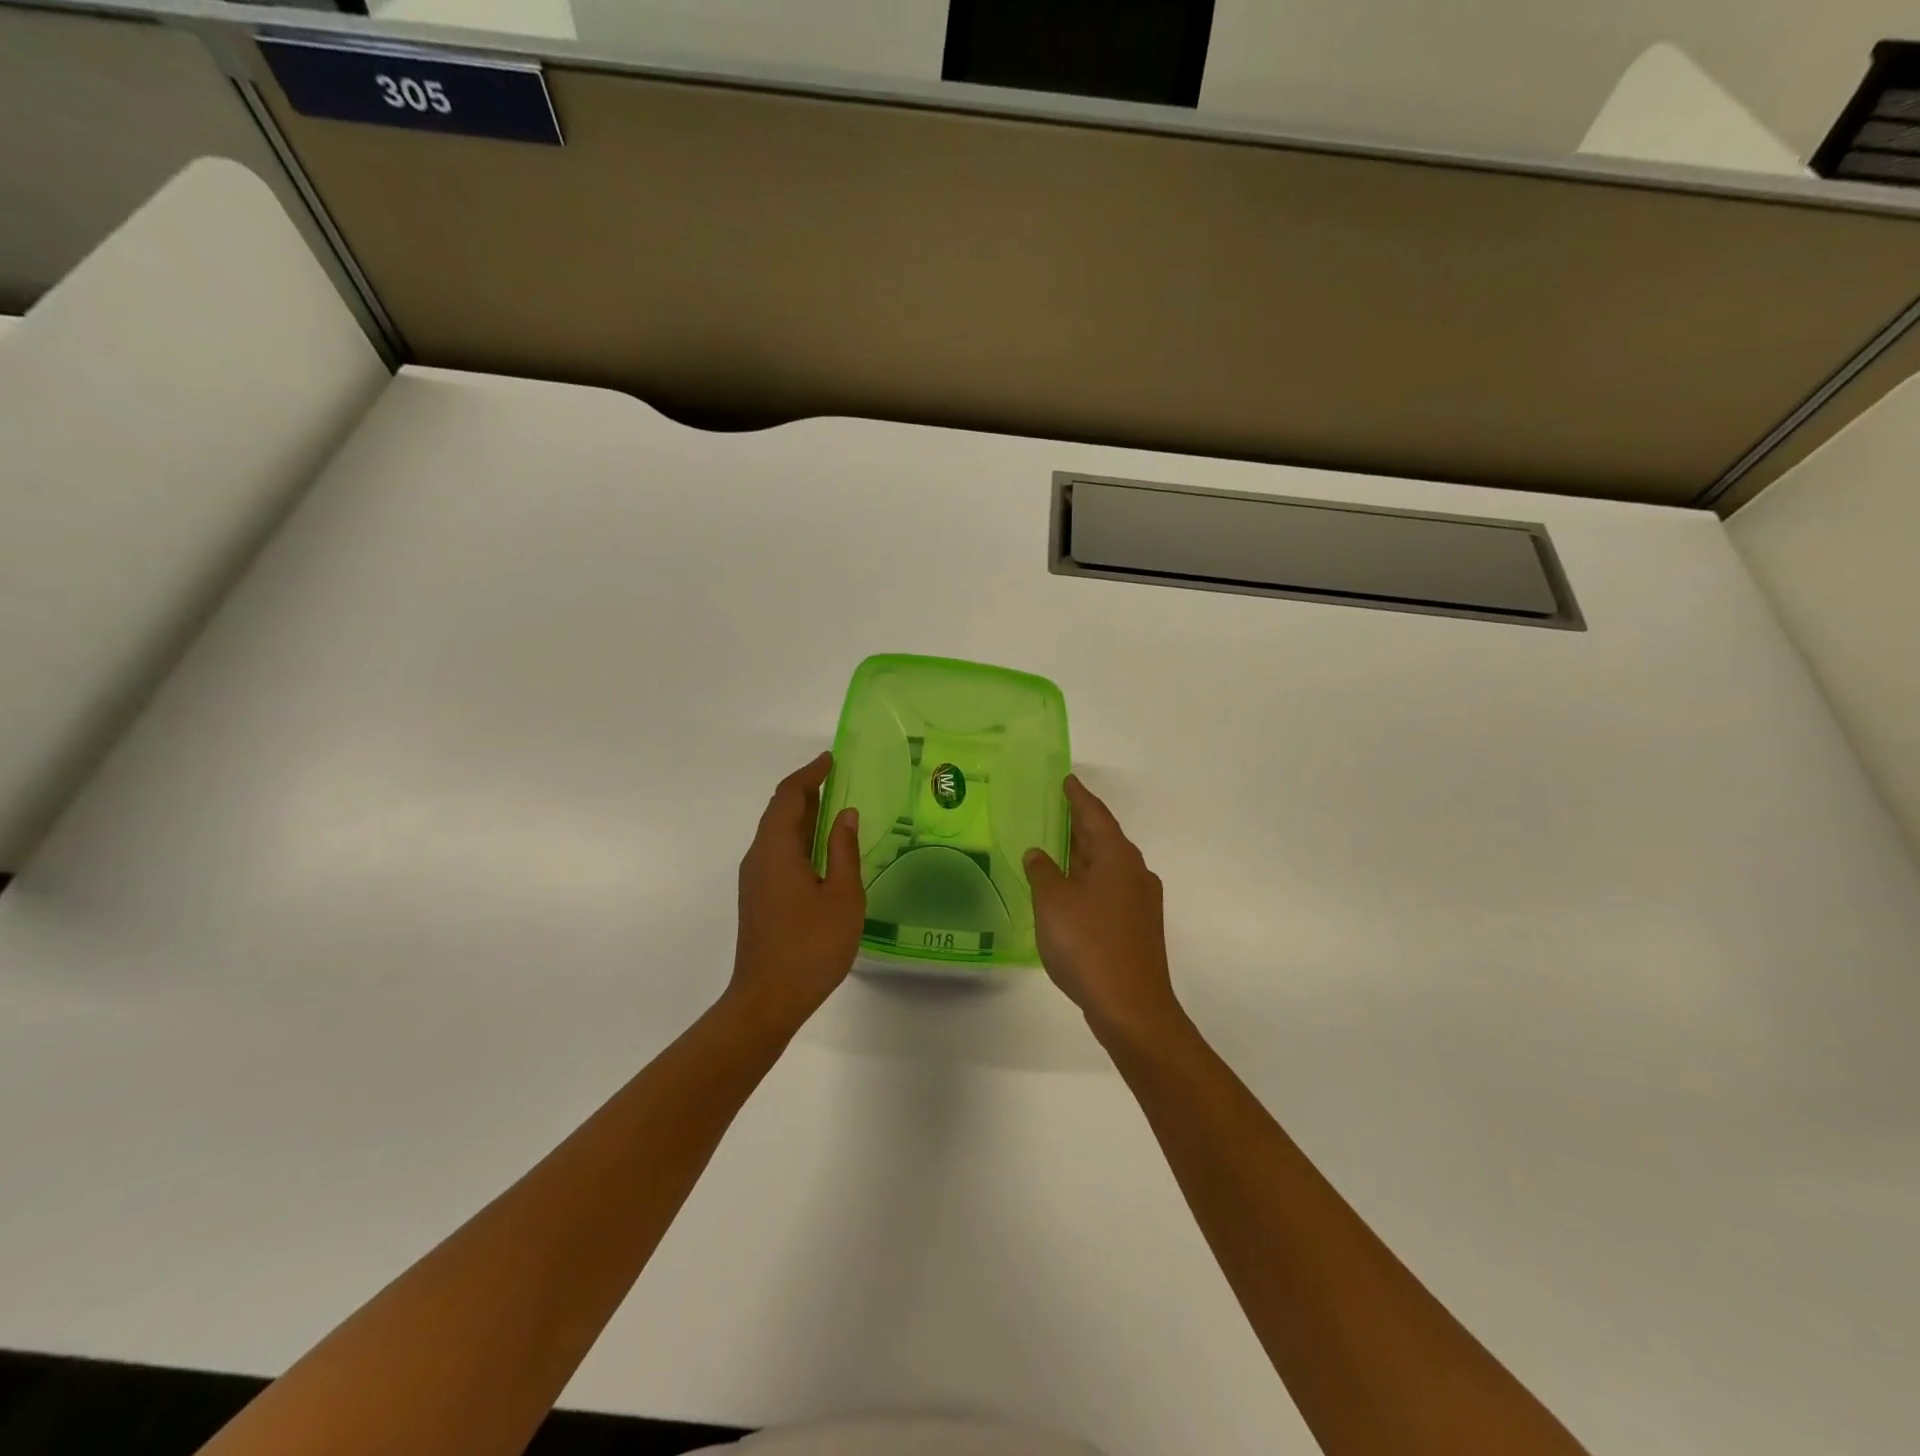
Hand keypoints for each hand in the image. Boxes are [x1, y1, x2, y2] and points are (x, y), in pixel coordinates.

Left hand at [728, 752, 863, 1029]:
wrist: (767, 999)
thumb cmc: (811, 945)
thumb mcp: (842, 895)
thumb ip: (843, 851)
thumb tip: (845, 815)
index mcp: (776, 849)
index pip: (789, 796)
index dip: (810, 774)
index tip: (831, 759)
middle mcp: (759, 857)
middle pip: (779, 811)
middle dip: (806, 790)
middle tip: (836, 778)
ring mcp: (755, 879)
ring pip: (776, 833)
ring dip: (802, 814)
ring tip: (833, 806)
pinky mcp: (758, 897)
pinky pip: (777, 851)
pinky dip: (798, 837)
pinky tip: (820, 848)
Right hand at [1025, 776, 1184, 1045]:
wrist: (1131, 1007)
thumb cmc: (1088, 945)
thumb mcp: (1053, 903)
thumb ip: (1042, 872)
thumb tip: (1039, 854)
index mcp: (1117, 857)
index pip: (1094, 815)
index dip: (1078, 797)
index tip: (1067, 780)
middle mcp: (1135, 872)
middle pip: (1105, 839)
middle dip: (1081, 825)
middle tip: (1056, 811)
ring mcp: (1141, 901)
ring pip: (1108, 866)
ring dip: (1085, 856)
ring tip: (1058, 849)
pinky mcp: (1139, 927)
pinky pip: (1111, 889)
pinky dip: (1090, 881)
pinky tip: (1072, 893)